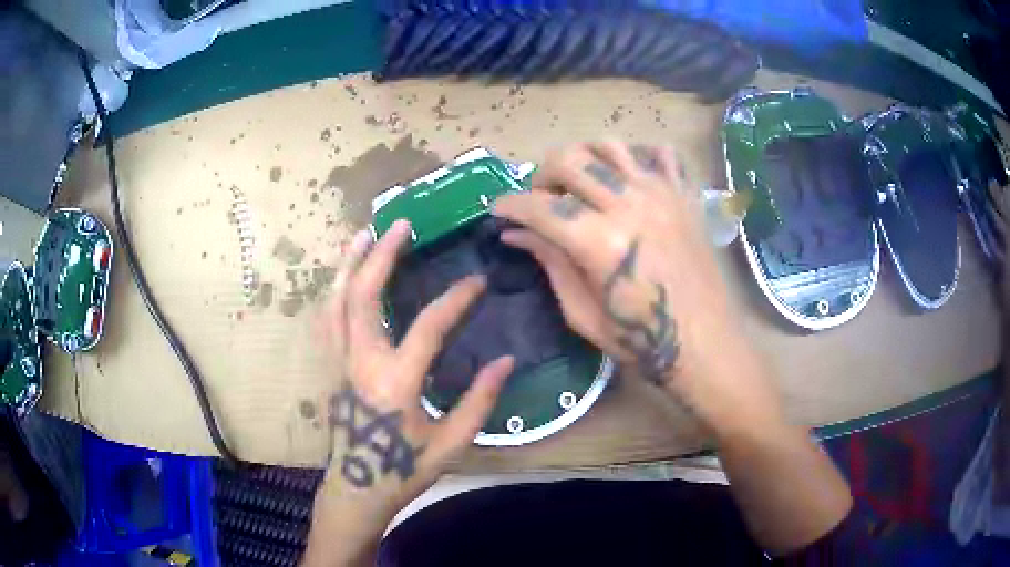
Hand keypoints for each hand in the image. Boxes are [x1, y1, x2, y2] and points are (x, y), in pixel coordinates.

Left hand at [303, 220, 513, 565]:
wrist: (358, 486)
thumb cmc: (405, 469)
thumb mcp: (451, 443)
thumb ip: (478, 401)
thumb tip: (505, 360)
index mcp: (395, 382)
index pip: (427, 326)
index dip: (455, 300)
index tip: (477, 281)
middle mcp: (360, 363)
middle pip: (363, 296)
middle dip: (381, 255)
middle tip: (401, 225)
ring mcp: (338, 362)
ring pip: (336, 301)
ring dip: (349, 263)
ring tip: (363, 233)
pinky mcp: (330, 366)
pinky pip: (328, 317)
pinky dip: (336, 288)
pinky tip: (345, 273)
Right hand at [493, 140, 779, 430]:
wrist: (705, 345)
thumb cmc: (641, 341)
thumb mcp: (583, 314)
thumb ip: (550, 264)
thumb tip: (515, 234)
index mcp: (600, 242)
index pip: (540, 206)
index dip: (510, 205)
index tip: (497, 211)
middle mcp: (629, 205)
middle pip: (569, 161)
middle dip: (541, 175)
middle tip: (540, 200)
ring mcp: (662, 194)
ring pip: (609, 147)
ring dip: (584, 158)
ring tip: (580, 183)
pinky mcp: (685, 196)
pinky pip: (660, 153)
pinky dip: (638, 156)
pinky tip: (629, 178)